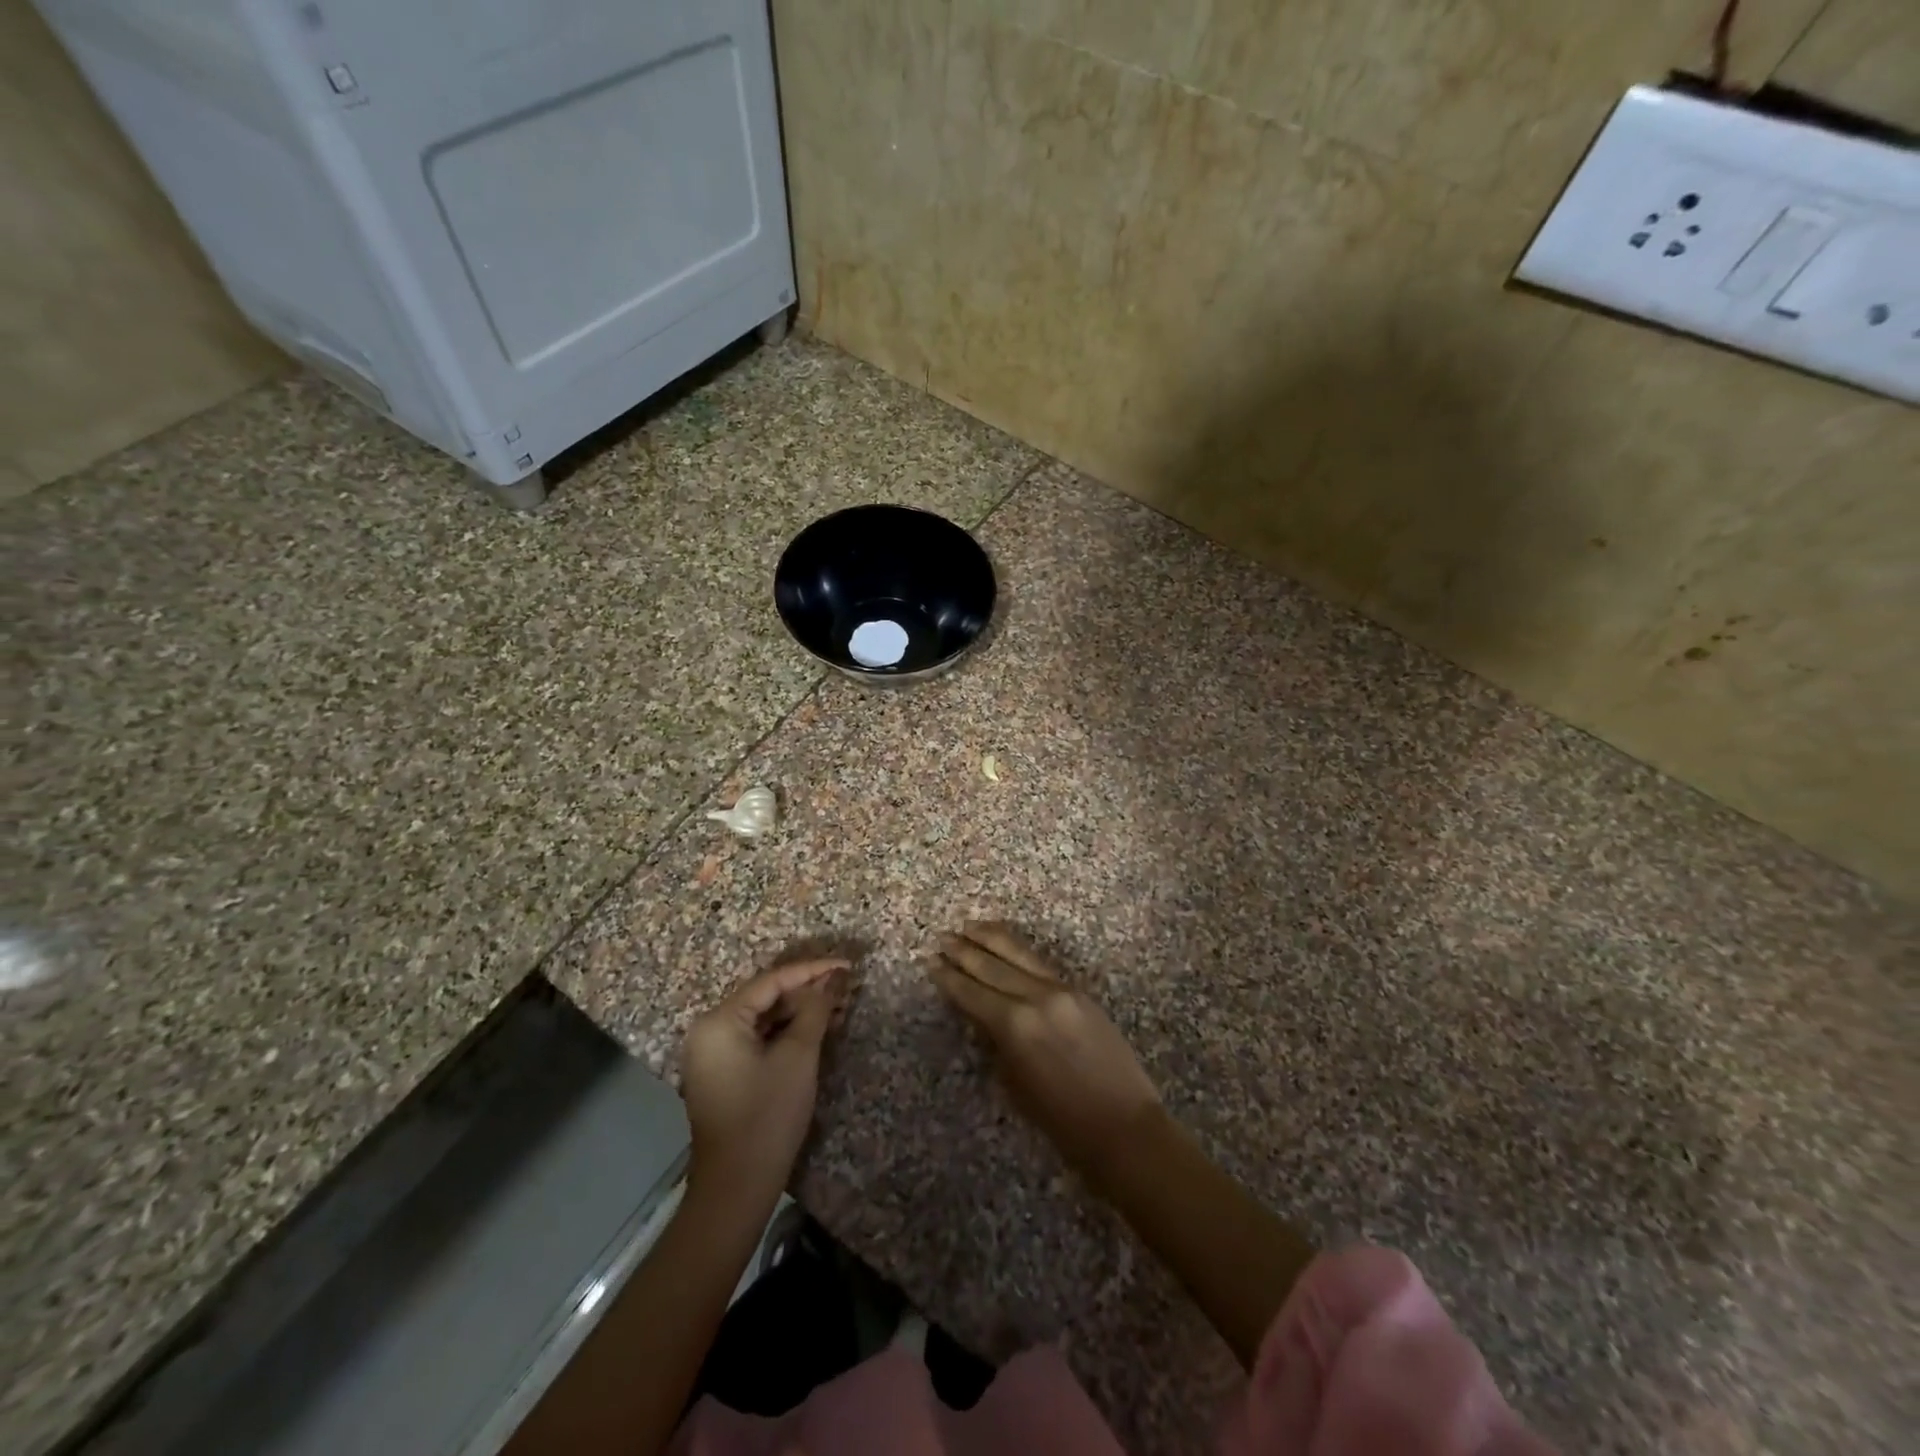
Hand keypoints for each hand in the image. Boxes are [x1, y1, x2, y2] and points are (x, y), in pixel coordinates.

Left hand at [681, 958, 851, 1204]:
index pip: (772, 981)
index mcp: (719, 1021)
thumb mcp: (798, 1056)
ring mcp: (713, 1053)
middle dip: (807, 992)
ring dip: (799, 1012)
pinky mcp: (722, 1073)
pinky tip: (816, 1030)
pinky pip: (756, 1038)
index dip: (812, 970)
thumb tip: (835, 978)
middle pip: (765, 997)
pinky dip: (785, 1033)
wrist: (736, 1189)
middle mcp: (709, 1030)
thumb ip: (816, 1009)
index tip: (847, 965)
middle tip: (846, 988)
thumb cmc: (767, 1116)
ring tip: (839, 1006)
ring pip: (763, 1018)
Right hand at [927, 923, 1161, 1185]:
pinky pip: (1040, 964)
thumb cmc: (1062, 1121)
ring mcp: (1061, 990)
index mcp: (1014, 1025)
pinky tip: (1008, 946)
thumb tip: (983, 1017)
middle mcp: (1035, 997)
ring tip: (970, 926)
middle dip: (965, 951)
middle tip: (943, 937)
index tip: (931, 961)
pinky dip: (1019, 951)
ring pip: (1019, 955)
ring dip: (992, 939)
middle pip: (992, 966)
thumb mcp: (1015, 1084)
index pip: (972, 993)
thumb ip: (997, 1042)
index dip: (949, 978)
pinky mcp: (1079, 992)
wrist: (1123, 1125)